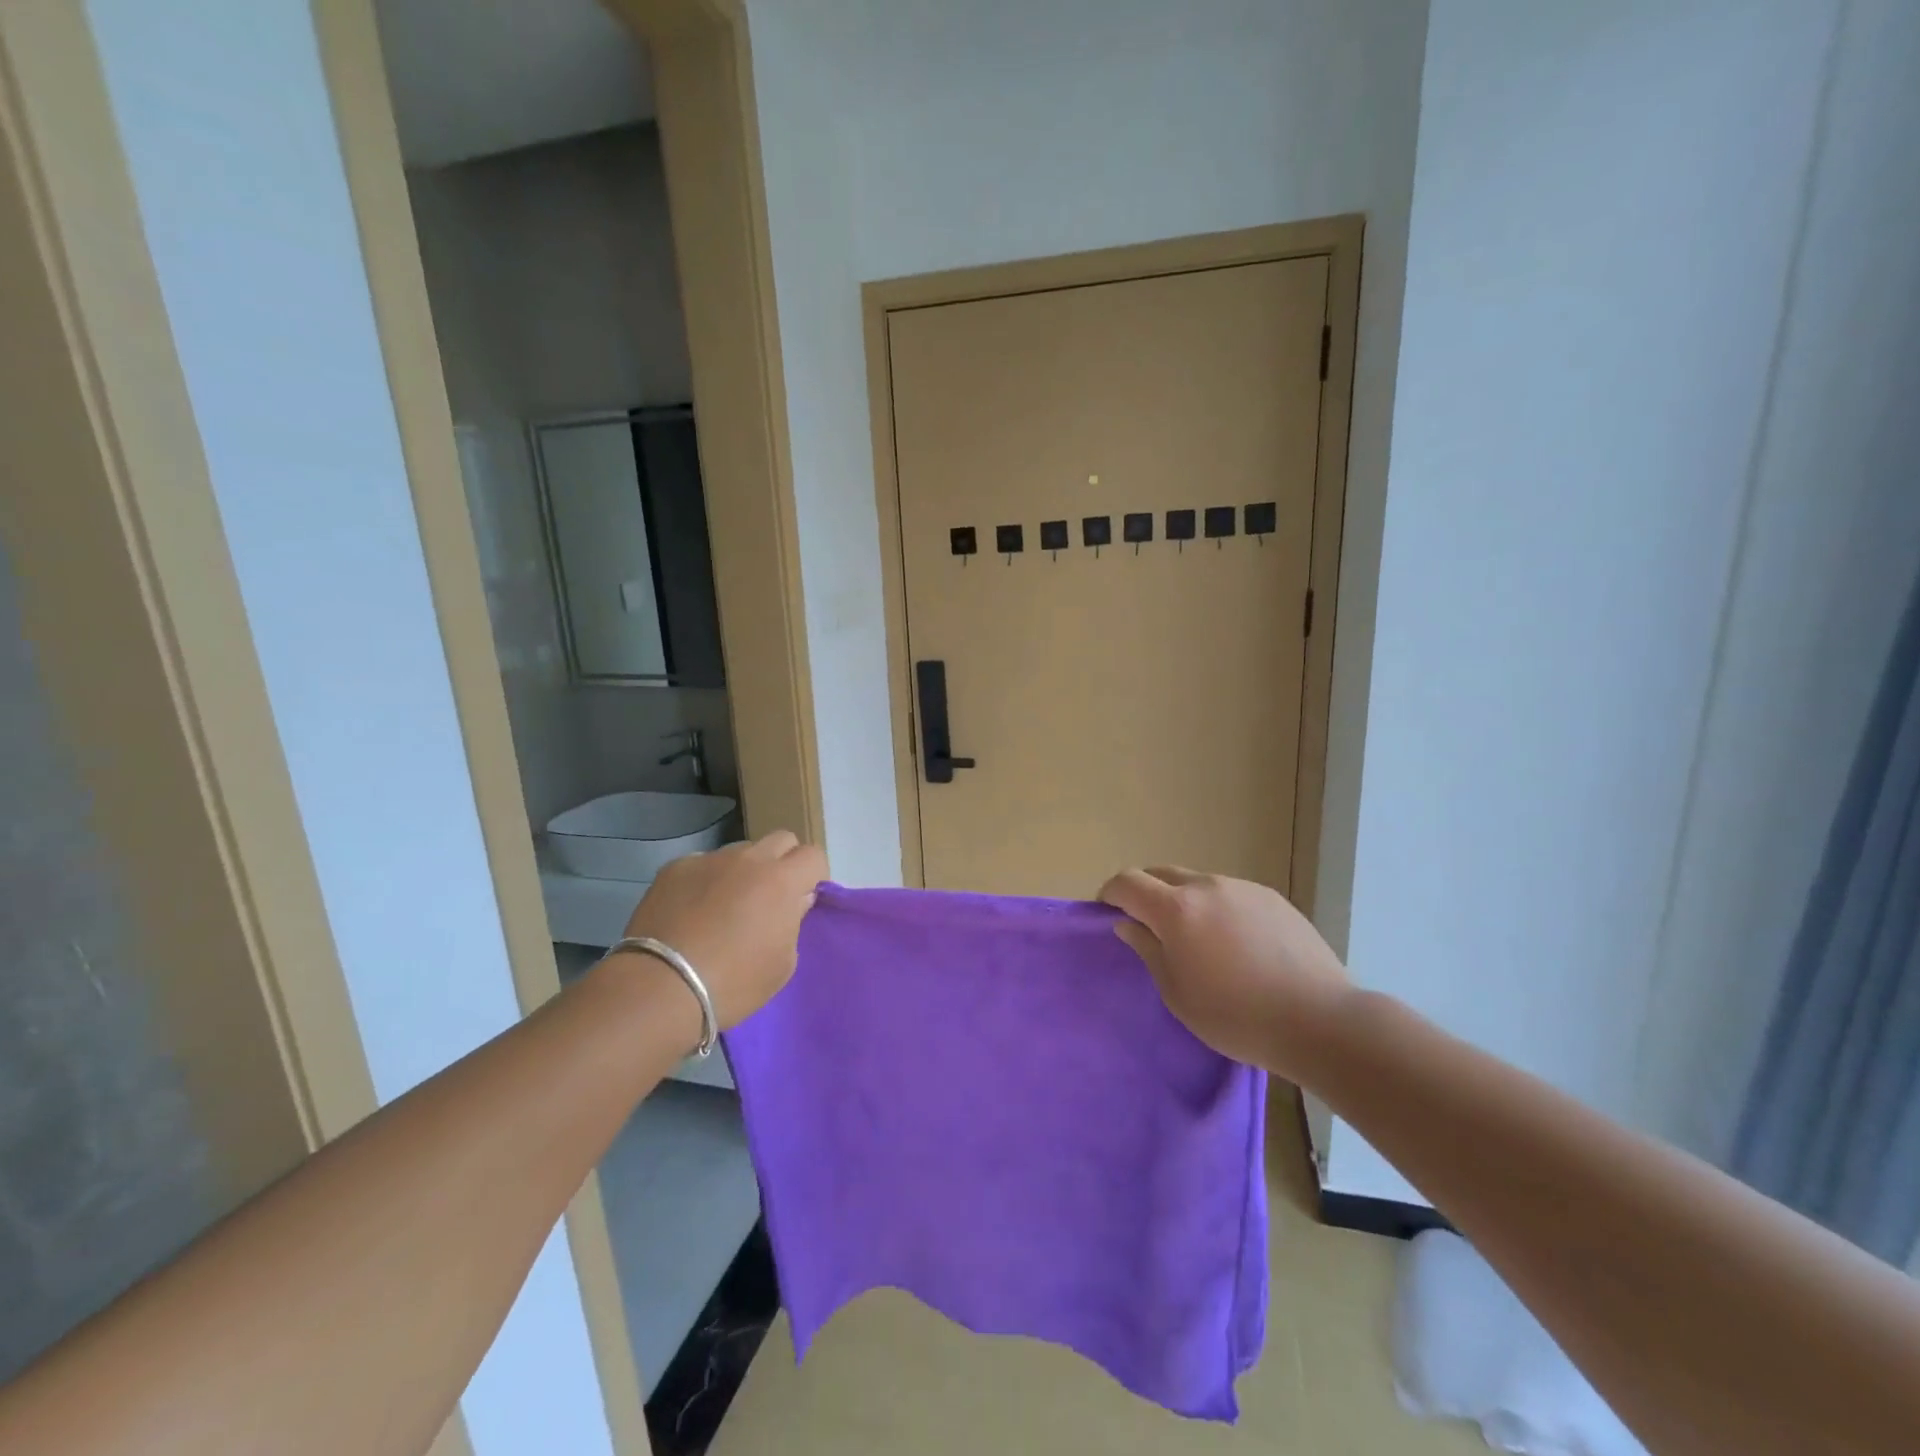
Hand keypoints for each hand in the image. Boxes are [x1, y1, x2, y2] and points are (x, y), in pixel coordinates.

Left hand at [620, 831, 826, 1028]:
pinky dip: (706, 880)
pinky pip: (702, 864)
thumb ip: (794, 922)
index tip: (803, 900)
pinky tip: (691, 911)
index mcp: (782, 880)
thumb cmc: (734, 983)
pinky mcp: (675, 868)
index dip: (814, 875)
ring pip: (740, 851)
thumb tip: (794, 900)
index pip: (813, 855)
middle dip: (783, 862)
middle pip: (781, 840)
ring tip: (726, 905)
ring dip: (744, 870)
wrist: (661, 988)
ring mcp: (709, 860)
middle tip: (771, 897)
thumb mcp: (782, 964)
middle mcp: (749, 859)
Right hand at [1099, 866, 1349, 1079]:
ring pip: (1198, 883)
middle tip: (1149, 928)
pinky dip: (1218, 909)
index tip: (1108, 913)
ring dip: (1184, 901)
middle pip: (1161, 874)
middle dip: (1145, 893)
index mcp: (1177, 909)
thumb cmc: (1237, 1017)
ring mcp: (1243, 888)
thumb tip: (1128, 923)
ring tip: (1199, 941)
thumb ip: (1148, 950)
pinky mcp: (1272, 898)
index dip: (1110, 893)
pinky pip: (1230, 894)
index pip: (1127, 882)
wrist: (1320, 1021)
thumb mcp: (1178, 994)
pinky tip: (1238, 945)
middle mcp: (1207, 886)